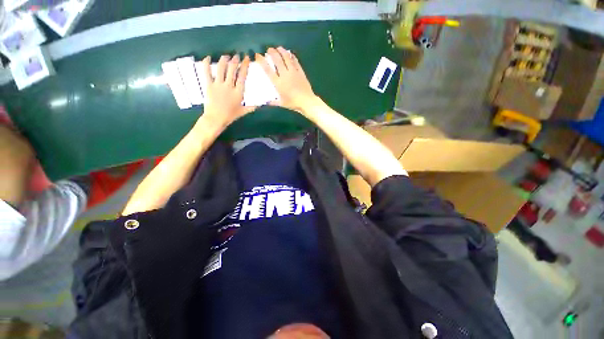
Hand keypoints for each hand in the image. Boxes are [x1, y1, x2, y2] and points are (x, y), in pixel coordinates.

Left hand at [200, 54, 256, 128]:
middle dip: (235, 60)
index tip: (246, 58)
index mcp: (238, 92)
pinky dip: (206, 63)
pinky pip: (206, 72)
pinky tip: (207, 57)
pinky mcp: (209, 85)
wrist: (216, 118)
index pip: (242, 76)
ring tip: (226, 56)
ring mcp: (218, 85)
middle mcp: (229, 86)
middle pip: (232, 69)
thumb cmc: (230, 116)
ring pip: (221, 68)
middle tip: (236, 55)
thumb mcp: (243, 112)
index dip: (245, 66)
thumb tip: (260, 105)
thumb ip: (252, 107)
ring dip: (224, 60)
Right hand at [256, 47, 317, 112]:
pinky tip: (290, 53)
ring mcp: (293, 72)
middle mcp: (285, 75)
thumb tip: (266, 102)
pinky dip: (292, 56)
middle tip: (269, 49)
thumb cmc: (293, 103)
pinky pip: (295, 61)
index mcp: (278, 83)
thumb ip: (273, 102)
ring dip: (281, 51)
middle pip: (277, 59)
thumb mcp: (282, 104)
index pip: (267, 69)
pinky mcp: (300, 71)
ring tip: (278, 48)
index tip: (258, 55)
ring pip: (286, 57)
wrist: (306, 102)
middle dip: (271, 52)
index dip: (261, 61)